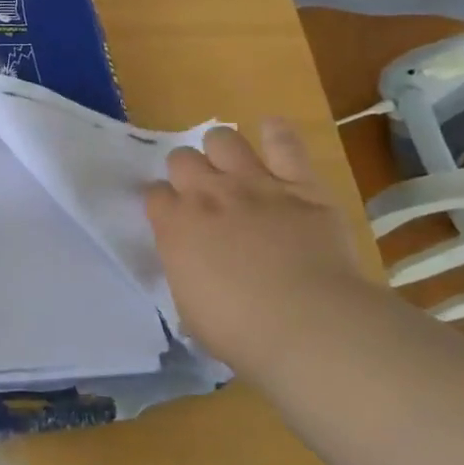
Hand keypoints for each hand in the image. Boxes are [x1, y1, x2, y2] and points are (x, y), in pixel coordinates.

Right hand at [144, 120, 367, 373]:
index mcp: (174, 226)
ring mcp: (253, 184)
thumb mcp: (190, 309)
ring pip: (223, 139)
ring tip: (233, 168)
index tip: (172, 218)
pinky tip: (273, 132)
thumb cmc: (240, 331)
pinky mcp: (300, 184)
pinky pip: (285, 143)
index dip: (162, 203)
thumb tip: (191, 268)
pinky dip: (277, 134)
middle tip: (202, 195)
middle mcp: (206, 194)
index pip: (154, 194)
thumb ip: (184, 274)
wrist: (309, 326)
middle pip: (181, 158)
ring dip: (222, 151)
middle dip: (187, 172)